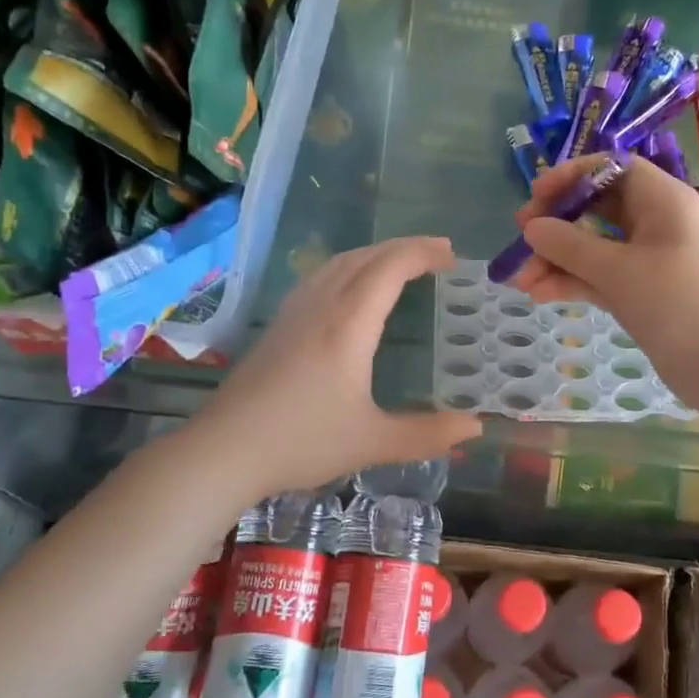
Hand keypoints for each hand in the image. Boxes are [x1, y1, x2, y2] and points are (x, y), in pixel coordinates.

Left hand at [195, 236, 481, 498]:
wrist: (223, 450)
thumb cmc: (301, 442)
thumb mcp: (372, 442)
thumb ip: (427, 434)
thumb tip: (475, 427)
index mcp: (349, 326)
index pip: (390, 268)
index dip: (423, 253)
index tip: (452, 256)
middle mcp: (321, 307)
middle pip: (365, 257)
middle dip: (405, 247)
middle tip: (438, 252)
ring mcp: (294, 314)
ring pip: (338, 263)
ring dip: (375, 253)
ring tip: (401, 261)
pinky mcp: (277, 326)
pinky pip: (319, 277)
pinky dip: (349, 267)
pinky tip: (349, 286)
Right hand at [510, 154, 698, 416]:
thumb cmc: (681, 304)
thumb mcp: (620, 271)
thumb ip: (570, 246)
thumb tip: (532, 227)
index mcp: (662, 200)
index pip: (612, 168)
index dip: (571, 176)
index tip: (536, 197)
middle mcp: (656, 223)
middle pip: (598, 208)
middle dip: (557, 224)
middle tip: (521, 241)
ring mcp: (650, 261)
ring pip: (596, 248)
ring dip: (558, 260)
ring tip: (521, 282)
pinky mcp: (645, 294)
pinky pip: (602, 277)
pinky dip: (574, 282)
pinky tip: (540, 294)